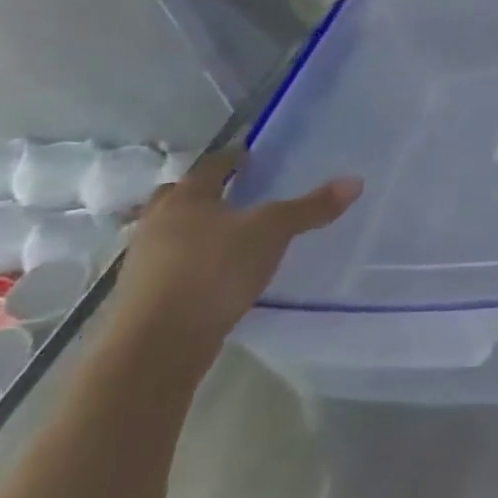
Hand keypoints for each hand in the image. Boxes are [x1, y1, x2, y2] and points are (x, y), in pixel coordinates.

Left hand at [109, 149, 361, 355]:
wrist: (157, 342)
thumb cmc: (214, 270)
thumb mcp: (273, 233)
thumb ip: (311, 207)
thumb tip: (355, 181)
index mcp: (187, 198)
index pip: (210, 166)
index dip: (231, 158)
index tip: (248, 154)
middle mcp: (158, 221)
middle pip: (178, 196)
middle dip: (203, 191)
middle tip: (233, 192)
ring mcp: (144, 259)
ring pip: (169, 231)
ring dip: (192, 228)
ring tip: (227, 234)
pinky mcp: (143, 294)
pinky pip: (168, 264)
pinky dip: (189, 260)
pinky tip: (213, 272)